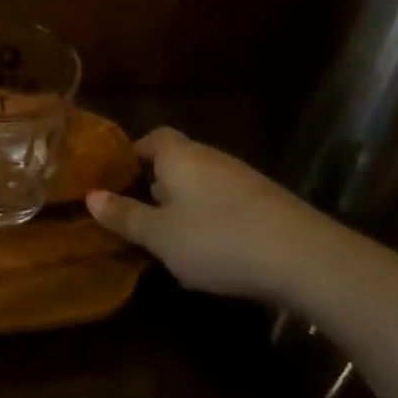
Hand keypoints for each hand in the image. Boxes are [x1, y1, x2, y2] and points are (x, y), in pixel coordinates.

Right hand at [86, 128, 349, 301]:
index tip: (114, 181)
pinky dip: (211, 217)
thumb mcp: (160, 235)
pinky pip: (224, 200)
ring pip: (200, 182)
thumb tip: (90, 196)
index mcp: (178, 156)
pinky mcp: (266, 201)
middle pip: (175, 160)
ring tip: (169, 236)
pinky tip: (211, 248)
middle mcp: (209, 157)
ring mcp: (242, 178)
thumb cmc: (218, 239)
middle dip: (155, 183)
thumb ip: (125, 215)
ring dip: (183, 203)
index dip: (130, 156)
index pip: (149, 139)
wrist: (306, 258)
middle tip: (136, 213)